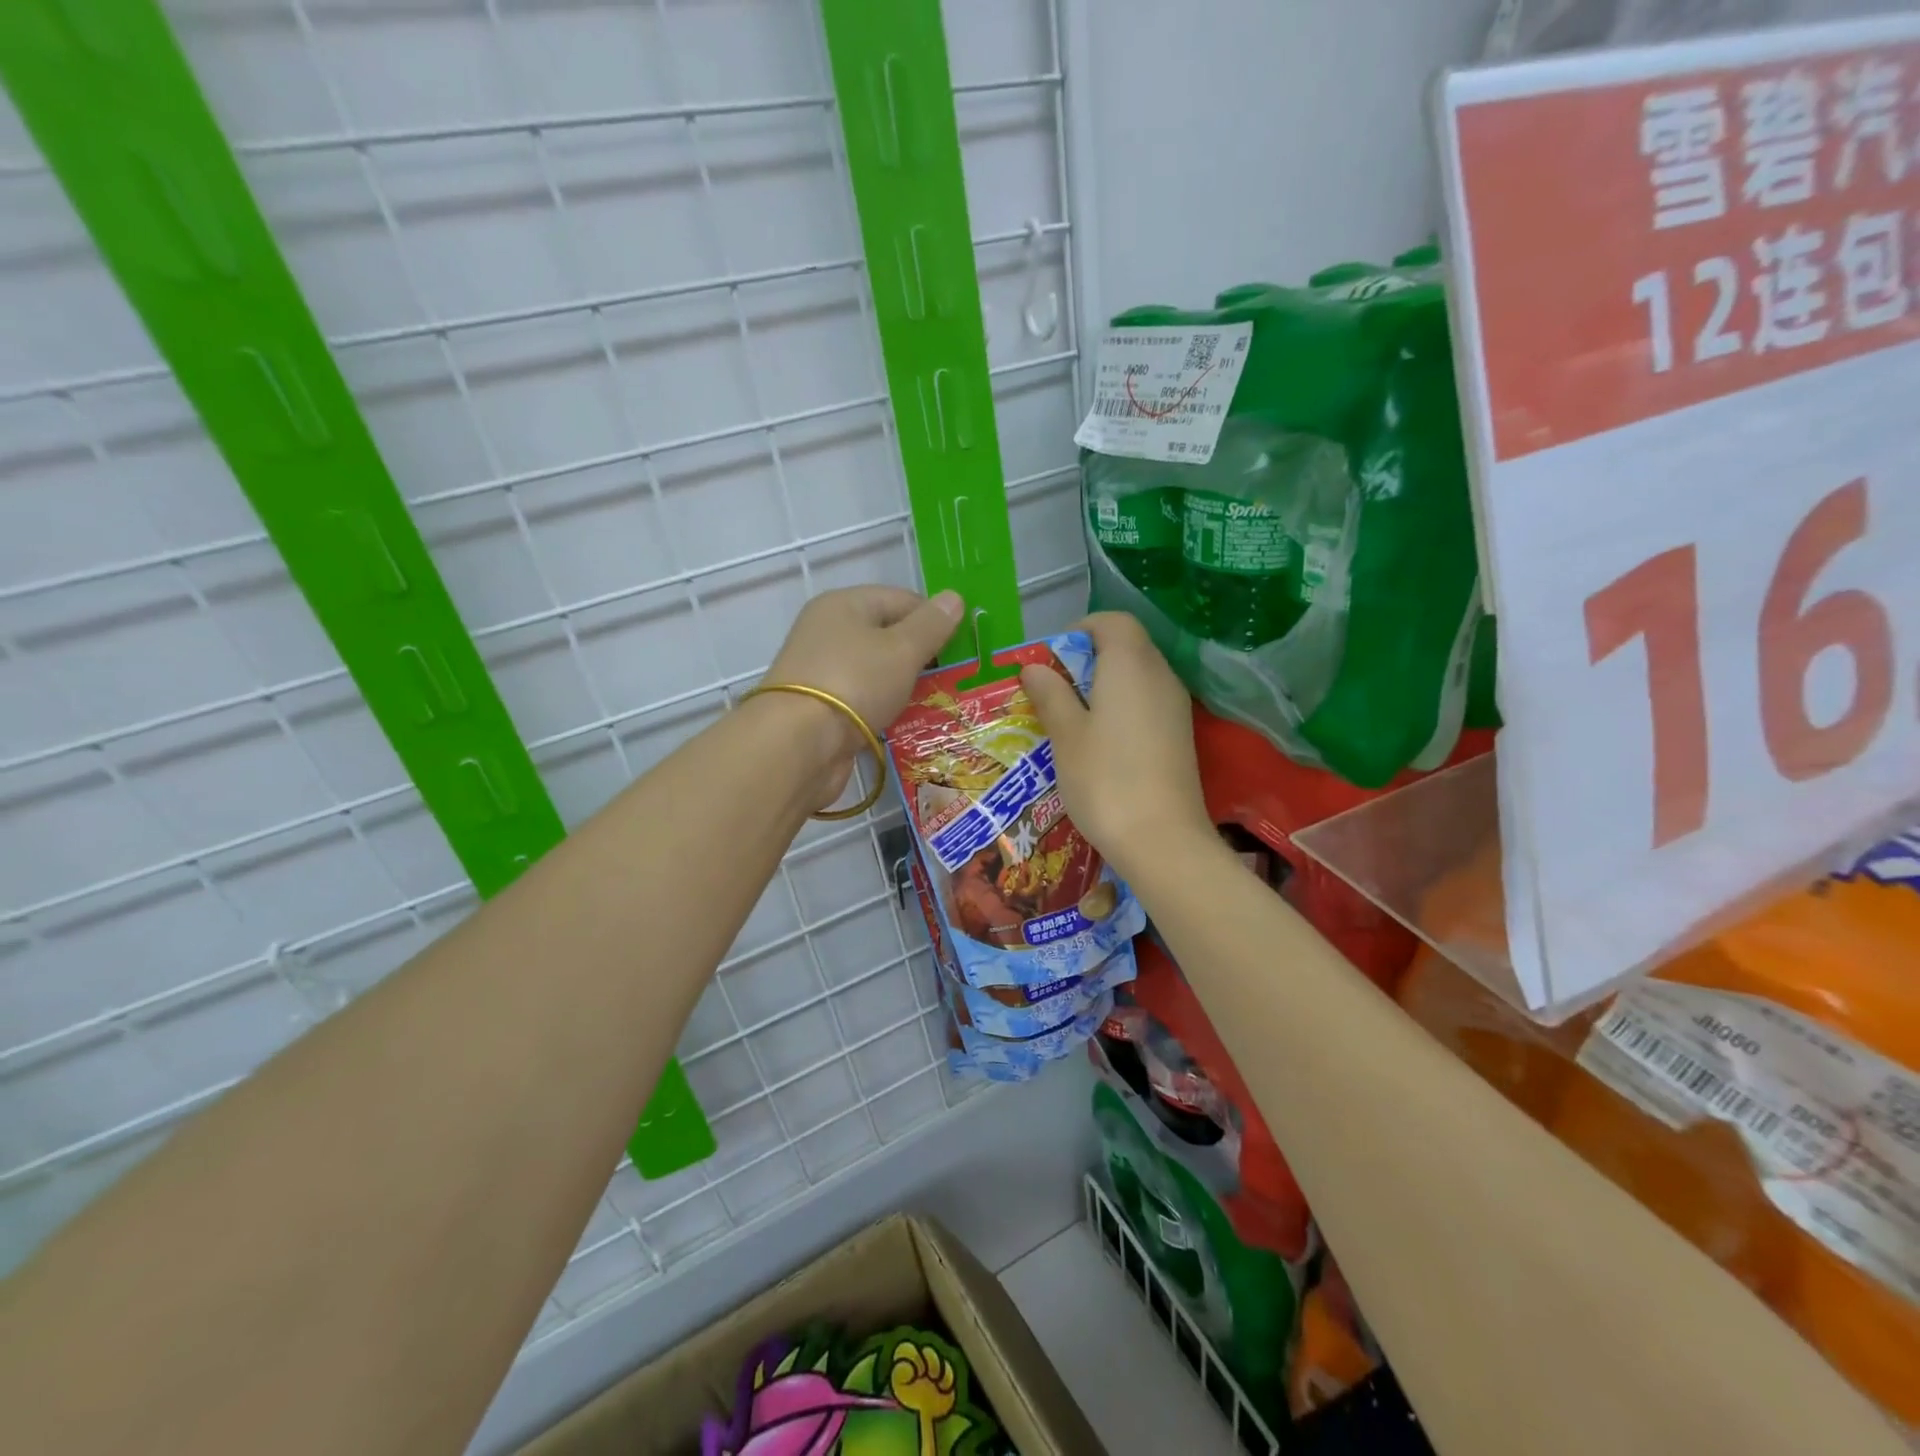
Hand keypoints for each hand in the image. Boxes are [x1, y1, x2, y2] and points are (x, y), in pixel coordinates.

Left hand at [759, 586, 963, 804]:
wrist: (799, 745)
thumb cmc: (855, 683)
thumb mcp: (902, 649)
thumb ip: (931, 625)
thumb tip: (955, 598)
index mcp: (844, 605)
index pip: (901, 600)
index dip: (934, 620)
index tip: (962, 647)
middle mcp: (828, 632)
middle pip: (887, 635)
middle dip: (922, 656)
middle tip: (955, 678)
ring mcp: (822, 672)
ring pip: (877, 672)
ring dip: (905, 686)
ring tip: (940, 703)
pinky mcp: (821, 709)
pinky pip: (865, 701)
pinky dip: (886, 709)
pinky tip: (909, 723)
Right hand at [1018, 612, 1213, 878]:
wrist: (1162, 840)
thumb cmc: (1104, 780)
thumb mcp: (1065, 735)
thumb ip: (1051, 694)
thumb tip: (1035, 668)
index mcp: (1130, 664)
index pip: (1112, 621)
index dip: (1080, 630)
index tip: (1052, 659)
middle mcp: (1160, 675)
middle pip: (1127, 645)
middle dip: (1089, 658)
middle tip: (1055, 691)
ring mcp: (1176, 706)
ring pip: (1138, 675)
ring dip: (1105, 684)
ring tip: (1073, 718)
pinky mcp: (1181, 735)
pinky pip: (1148, 702)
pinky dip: (1124, 707)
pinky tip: (1102, 742)